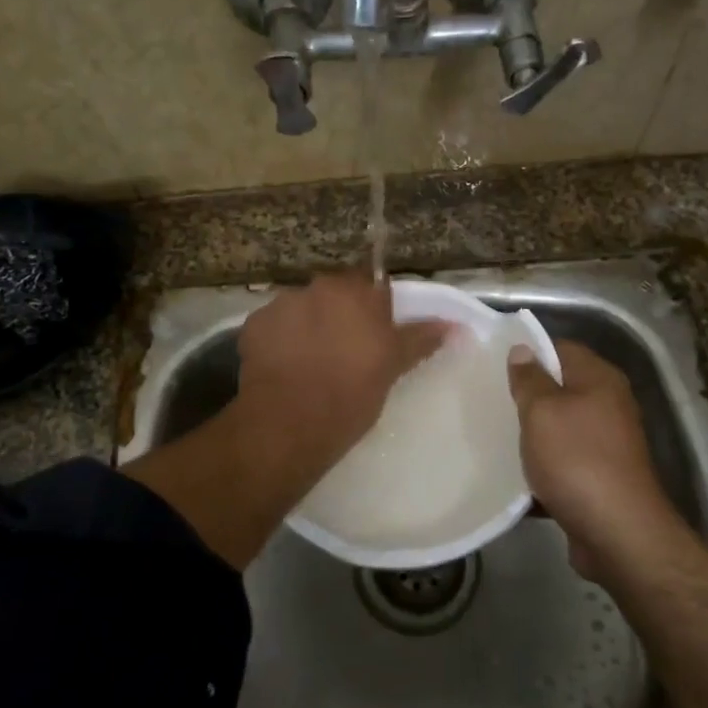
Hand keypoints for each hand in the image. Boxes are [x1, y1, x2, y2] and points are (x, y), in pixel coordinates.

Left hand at [235, 272, 448, 476]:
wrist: (290, 423)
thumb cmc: (352, 393)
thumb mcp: (392, 367)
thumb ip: (421, 339)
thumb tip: (454, 325)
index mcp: (357, 291)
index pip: (372, 285)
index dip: (374, 309)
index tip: (374, 335)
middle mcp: (319, 287)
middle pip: (334, 294)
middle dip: (339, 315)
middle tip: (345, 352)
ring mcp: (282, 303)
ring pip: (302, 309)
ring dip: (307, 326)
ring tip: (310, 363)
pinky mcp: (253, 325)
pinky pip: (273, 327)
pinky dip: (279, 342)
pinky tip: (284, 369)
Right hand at [508, 340, 683, 578]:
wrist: (618, 533)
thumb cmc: (577, 460)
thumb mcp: (543, 412)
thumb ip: (530, 379)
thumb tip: (523, 350)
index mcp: (600, 379)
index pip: (561, 348)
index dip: (528, 352)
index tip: (493, 363)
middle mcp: (608, 405)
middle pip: (560, 388)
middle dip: (526, 396)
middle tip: (488, 399)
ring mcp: (606, 443)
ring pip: (559, 428)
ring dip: (532, 435)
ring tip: (493, 436)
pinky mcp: (599, 477)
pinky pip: (563, 462)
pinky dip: (542, 467)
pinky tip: (514, 475)